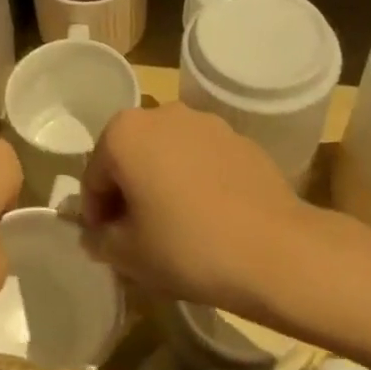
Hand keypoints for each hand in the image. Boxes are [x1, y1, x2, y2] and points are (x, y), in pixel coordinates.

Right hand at [80, 104, 309, 315]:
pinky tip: (211, 217)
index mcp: (125, 133)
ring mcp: (205, 123)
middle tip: (138, 236)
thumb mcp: (128, 255)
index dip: (96, 214)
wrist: (276, 251)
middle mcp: (162, 114)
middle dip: (128, 192)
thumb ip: (100, 240)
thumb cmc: (188, 247)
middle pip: (130, 156)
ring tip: (177, 227)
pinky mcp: (239, 139)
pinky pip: (202, 159)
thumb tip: (96, 235)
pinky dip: (196, 181)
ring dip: (162, 183)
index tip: (108, 244)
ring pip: (167, 154)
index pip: (93, 176)